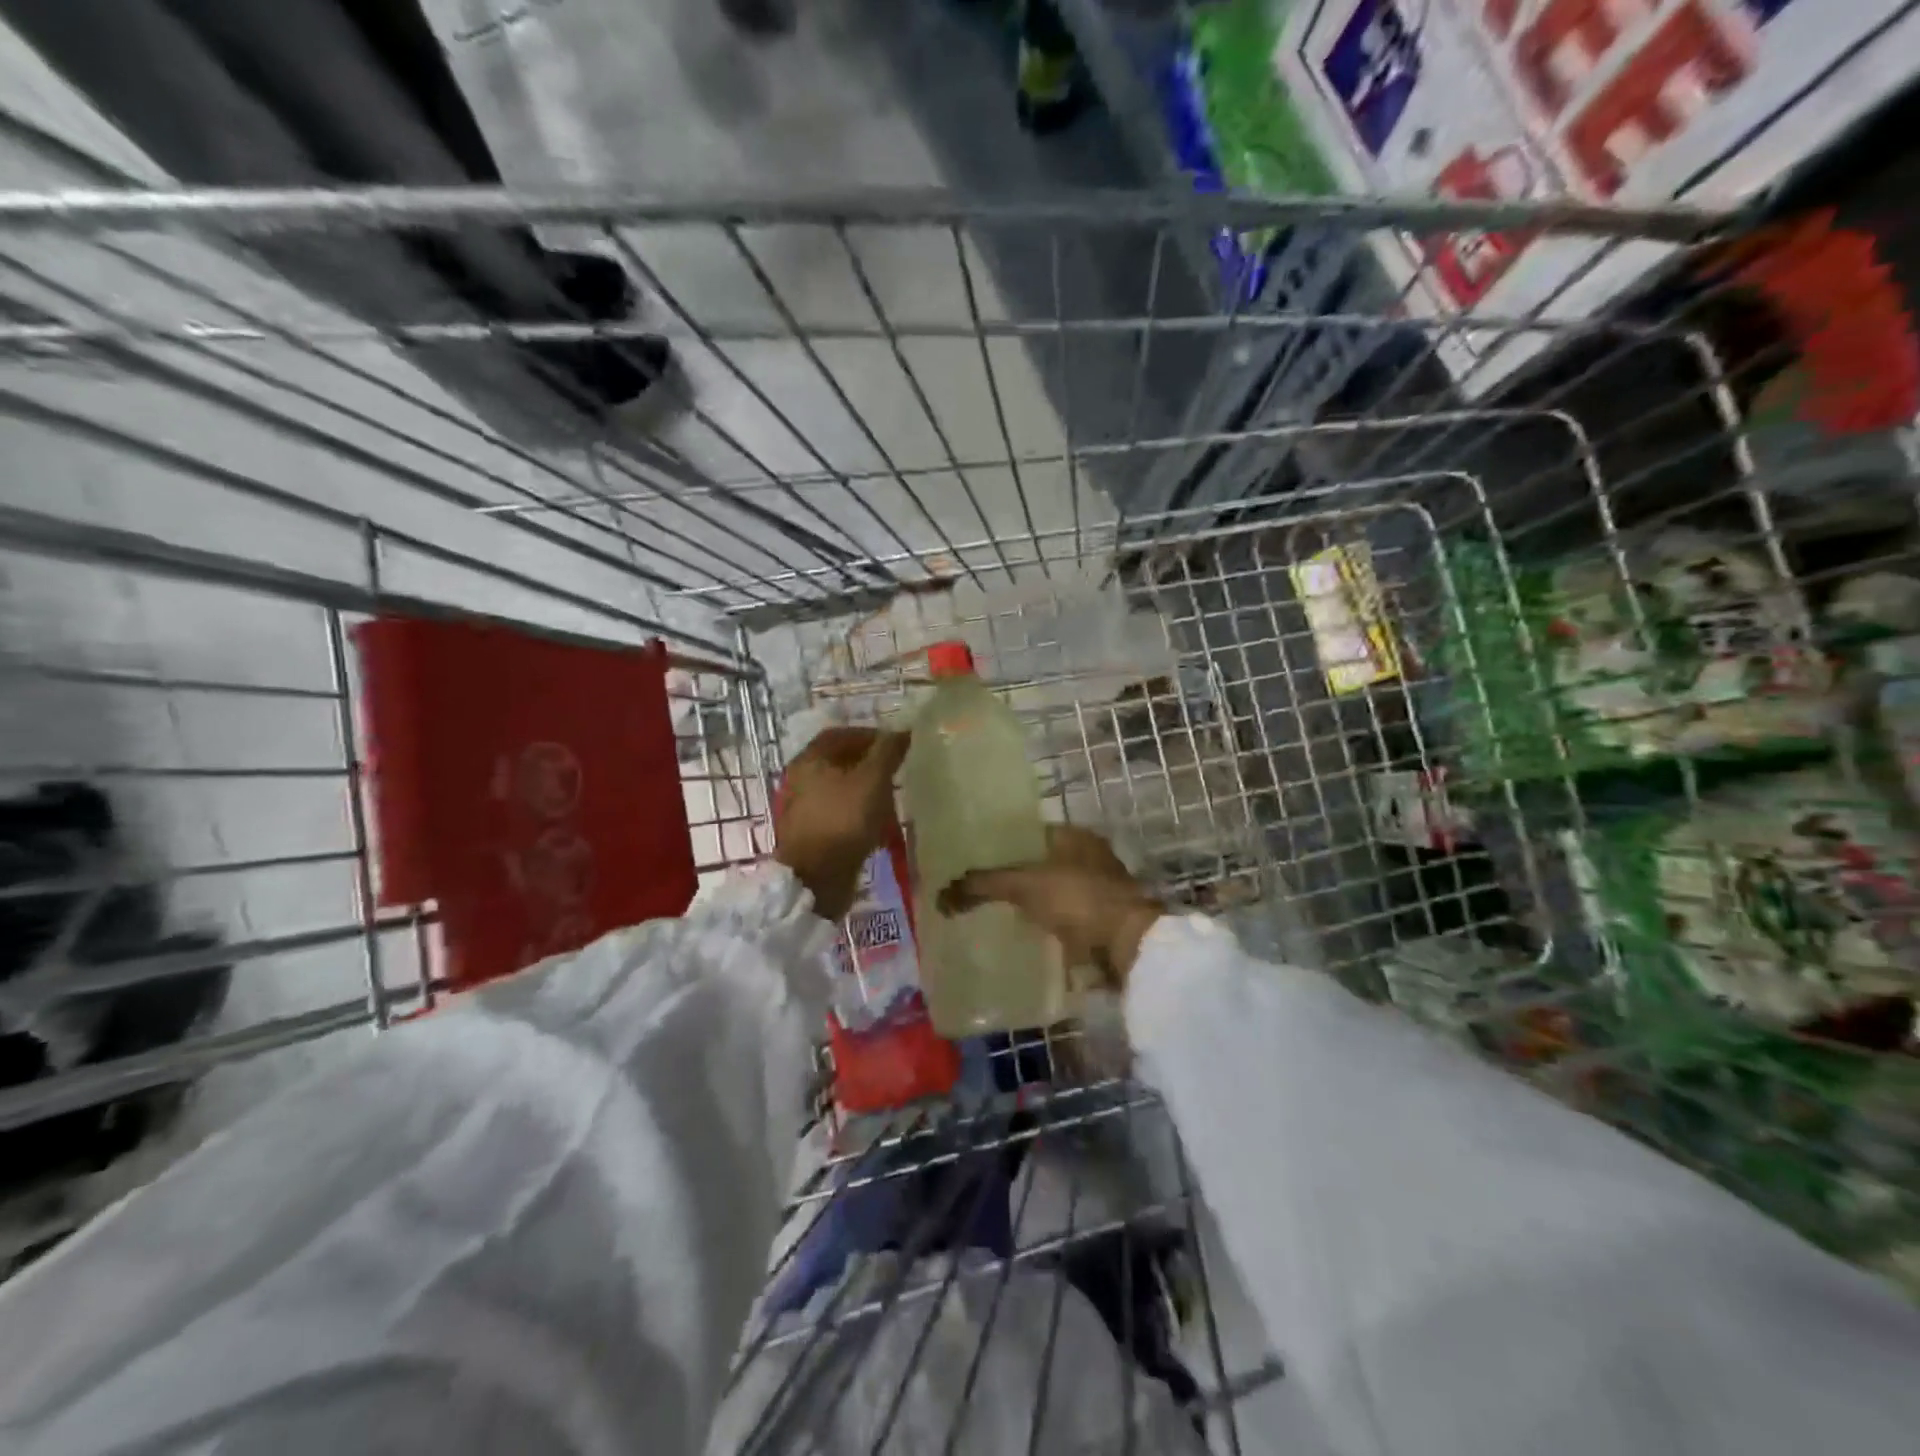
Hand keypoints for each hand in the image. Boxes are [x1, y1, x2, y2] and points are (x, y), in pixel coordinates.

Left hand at [774, 726, 910, 920]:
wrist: (816, 880)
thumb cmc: (844, 821)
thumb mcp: (873, 780)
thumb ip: (887, 752)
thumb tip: (902, 730)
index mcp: (809, 760)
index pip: (839, 735)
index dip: (869, 735)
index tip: (895, 744)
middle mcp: (800, 780)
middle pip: (839, 762)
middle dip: (870, 765)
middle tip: (897, 772)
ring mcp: (803, 809)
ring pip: (840, 790)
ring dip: (867, 792)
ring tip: (892, 800)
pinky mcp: (811, 835)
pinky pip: (839, 815)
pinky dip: (859, 815)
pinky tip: (878, 827)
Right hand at [938, 825, 1162, 987]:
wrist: (1128, 946)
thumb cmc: (1078, 899)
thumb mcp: (1024, 884)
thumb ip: (983, 885)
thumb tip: (940, 896)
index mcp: (1075, 836)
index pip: (1030, 833)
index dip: (1002, 845)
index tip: (975, 861)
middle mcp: (1090, 858)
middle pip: (1040, 865)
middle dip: (1014, 878)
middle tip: (979, 892)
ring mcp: (1098, 892)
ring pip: (1052, 894)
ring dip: (1031, 905)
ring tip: (994, 917)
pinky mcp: (1101, 923)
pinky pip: (1063, 922)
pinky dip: (1046, 929)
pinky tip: (1022, 938)